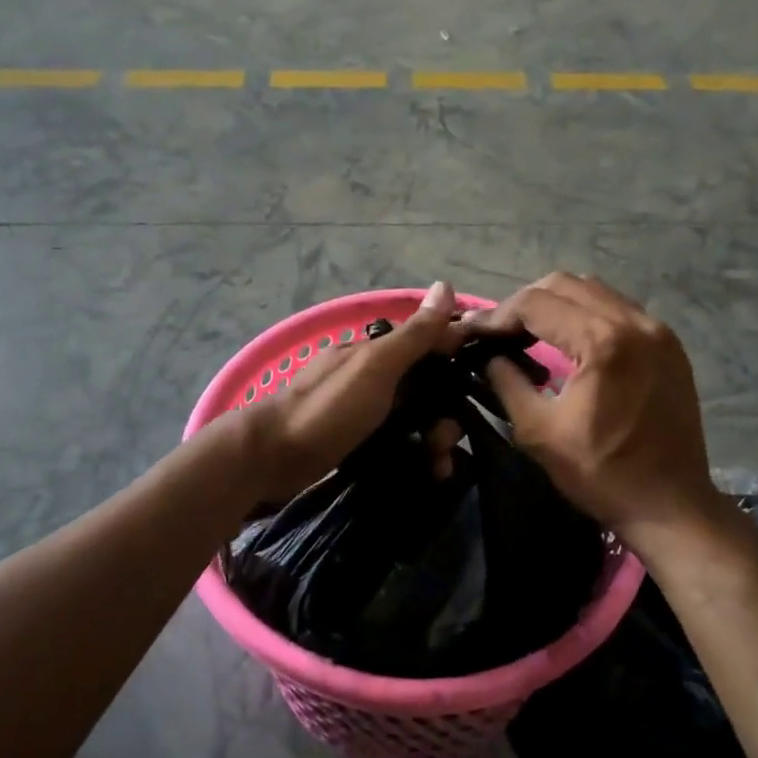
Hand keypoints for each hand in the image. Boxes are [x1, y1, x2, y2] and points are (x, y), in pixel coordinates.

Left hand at [245, 281, 464, 500]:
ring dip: (435, 439)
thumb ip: (413, 335)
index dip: (457, 360)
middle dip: (446, 414)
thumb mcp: (375, 367)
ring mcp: (365, 412)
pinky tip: (428, 472)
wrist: (271, 460)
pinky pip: (400, 443)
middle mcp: (374, 378)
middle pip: (427, 389)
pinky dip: (417, 455)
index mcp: (376, 353)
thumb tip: (446, 285)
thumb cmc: (327, 408)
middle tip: (446, 443)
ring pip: (416, 419)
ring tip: (439, 465)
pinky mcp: (359, 443)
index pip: (429, 345)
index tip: (486, 384)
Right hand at [466, 273, 715, 538]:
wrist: (670, 505)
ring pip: (594, 290)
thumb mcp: (539, 432)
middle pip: (564, 284)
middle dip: (524, 303)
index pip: (535, 303)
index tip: (472, 333)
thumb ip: (507, 383)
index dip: (496, 315)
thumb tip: (489, 357)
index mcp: (602, 341)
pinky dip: (587, 314)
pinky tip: (570, 341)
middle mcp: (634, 322)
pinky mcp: (669, 344)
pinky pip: (619, 308)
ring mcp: (658, 330)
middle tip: (500, 332)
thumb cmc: (602, 473)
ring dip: (556, 304)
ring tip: (531, 333)